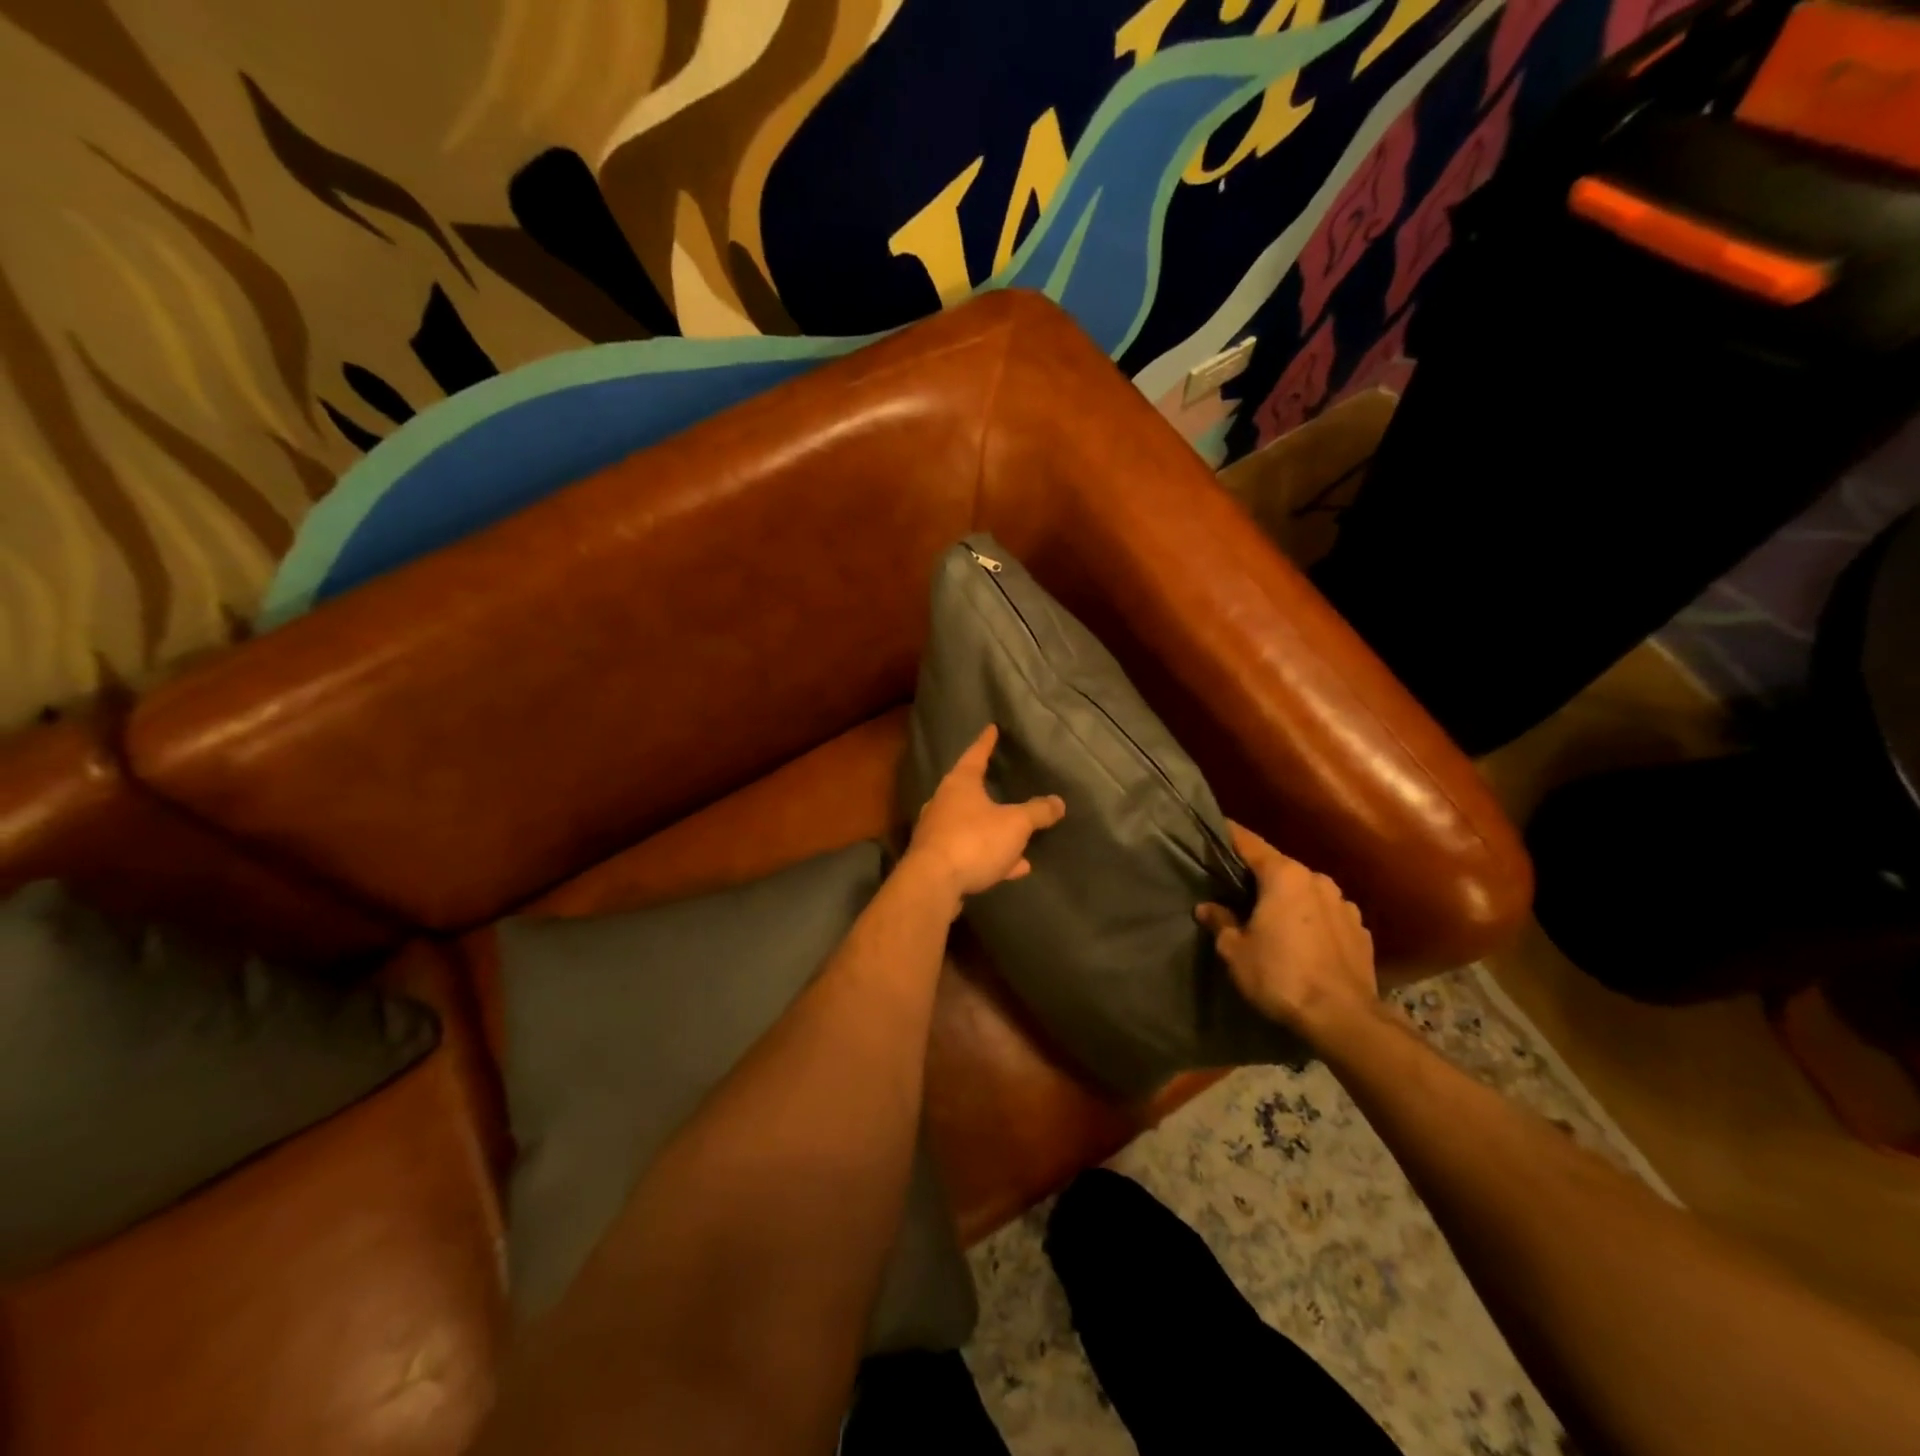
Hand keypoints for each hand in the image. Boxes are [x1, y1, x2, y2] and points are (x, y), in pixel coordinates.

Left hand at [904, 724, 1064, 909]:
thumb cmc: (974, 841)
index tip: (991, 728)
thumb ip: (1037, 812)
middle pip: (969, 791)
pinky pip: (972, 853)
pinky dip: (992, 856)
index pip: (975, 754)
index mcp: (960, 784)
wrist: (932, 885)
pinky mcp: (938, 861)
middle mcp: (944, 803)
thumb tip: (1058, 802)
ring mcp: (938, 833)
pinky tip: (1014, 868)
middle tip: (1001, 782)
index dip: (986, 742)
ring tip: (1019, 837)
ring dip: (994, 831)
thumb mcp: (1015, 824)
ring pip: (972, 826)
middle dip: (987, 790)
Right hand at [1196, 822, 1376, 1039]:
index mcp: (1284, 875)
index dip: (1228, 835)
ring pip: (1306, 891)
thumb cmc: (1280, 975)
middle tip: (1235, 887)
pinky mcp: (1361, 931)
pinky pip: (1328, 915)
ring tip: (1272, 918)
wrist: (1344, 1019)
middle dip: (1258, 875)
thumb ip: (1220, 922)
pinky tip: (1303, 941)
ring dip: (1288, 899)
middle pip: (1279, 867)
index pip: (1248, 842)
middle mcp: (1317, 879)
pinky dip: (1312, 920)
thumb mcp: (1236, 951)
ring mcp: (1345, 904)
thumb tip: (1208, 908)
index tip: (1213, 830)